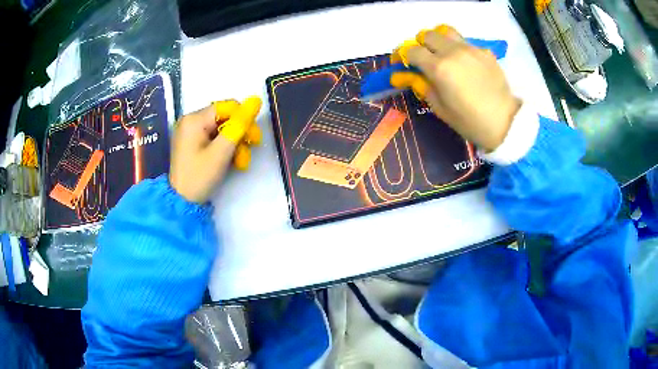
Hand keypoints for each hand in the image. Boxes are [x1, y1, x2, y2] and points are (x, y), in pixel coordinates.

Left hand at [169, 97, 260, 202]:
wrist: (181, 202)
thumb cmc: (199, 176)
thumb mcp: (222, 151)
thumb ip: (239, 125)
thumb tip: (256, 100)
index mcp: (194, 119)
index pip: (228, 107)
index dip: (245, 119)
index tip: (254, 138)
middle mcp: (191, 121)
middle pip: (225, 118)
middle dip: (240, 134)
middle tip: (250, 149)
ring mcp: (191, 132)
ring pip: (222, 129)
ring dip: (235, 143)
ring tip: (241, 162)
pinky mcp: (192, 143)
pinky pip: (214, 138)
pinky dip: (225, 148)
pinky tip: (232, 161)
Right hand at [390, 25, 520, 151]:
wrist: (504, 123)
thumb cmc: (469, 121)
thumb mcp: (440, 108)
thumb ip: (422, 86)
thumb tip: (407, 75)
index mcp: (438, 68)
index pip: (411, 50)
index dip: (403, 55)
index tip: (403, 63)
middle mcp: (452, 51)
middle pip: (427, 35)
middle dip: (421, 45)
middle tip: (425, 59)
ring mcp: (470, 49)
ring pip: (446, 31)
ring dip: (439, 40)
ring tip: (443, 54)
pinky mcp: (484, 51)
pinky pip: (465, 42)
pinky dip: (459, 49)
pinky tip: (466, 64)